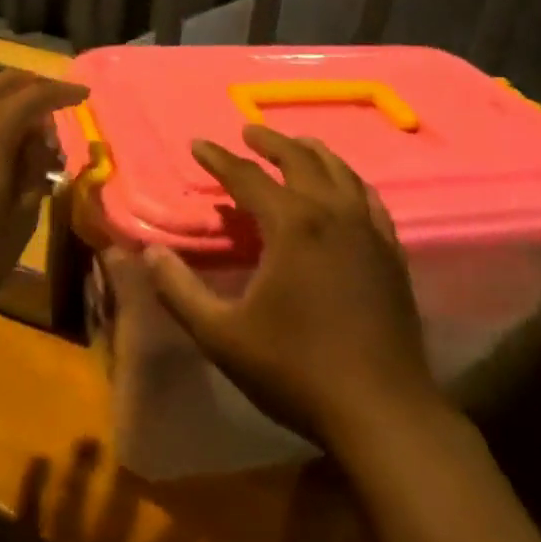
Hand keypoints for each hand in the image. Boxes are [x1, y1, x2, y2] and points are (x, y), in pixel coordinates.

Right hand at [120, 124, 442, 452]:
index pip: (248, 178)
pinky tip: (347, 188)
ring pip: (341, 173)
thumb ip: (179, 291)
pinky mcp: (391, 253)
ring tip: (297, 145)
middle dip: (271, 143)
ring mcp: (369, 232)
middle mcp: (333, 215)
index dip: (219, 159)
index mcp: (292, 226)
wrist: (381, 409)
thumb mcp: (223, 336)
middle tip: (248, 132)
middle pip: (301, 161)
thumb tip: (149, 253)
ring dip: (313, 154)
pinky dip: (351, 182)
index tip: (197, 144)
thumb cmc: (296, 370)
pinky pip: (370, 200)